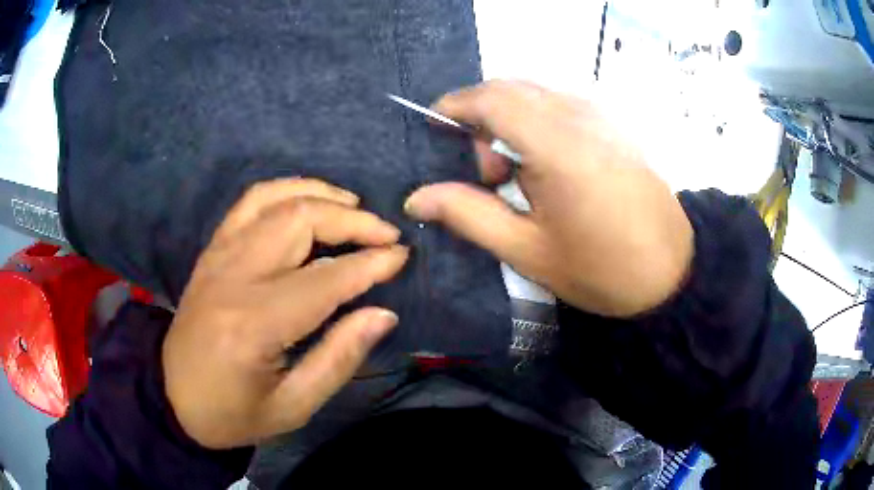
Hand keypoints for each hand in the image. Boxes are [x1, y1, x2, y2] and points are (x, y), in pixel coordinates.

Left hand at [162, 179, 408, 448]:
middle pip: (299, 222)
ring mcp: (218, 256)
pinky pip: (249, 203)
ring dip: (321, 196)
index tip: (402, 257)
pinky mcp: (212, 251)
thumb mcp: (293, 407)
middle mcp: (233, 277)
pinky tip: (308, 200)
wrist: (173, 396)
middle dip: (352, 221)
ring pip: (275, 201)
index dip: (370, 264)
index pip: (324, 279)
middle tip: (386, 235)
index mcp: (254, 325)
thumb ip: (339, 359)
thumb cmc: (233, 413)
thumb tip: (383, 314)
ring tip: (355, 207)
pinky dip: (285, 191)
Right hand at [405, 81, 692, 316]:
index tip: (434, 125)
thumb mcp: (528, 251)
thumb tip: (416, 198)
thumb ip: (469, 215)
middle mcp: (580, 117)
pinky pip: (561, 105)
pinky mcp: (614, 125)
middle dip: (481, 117)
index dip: (455, 105)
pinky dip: (537, 122)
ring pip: (537, 94)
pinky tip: (546, 166)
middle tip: (485, 175)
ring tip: (516, 177)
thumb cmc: (602, 269)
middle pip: (512, 89)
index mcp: (557, 146)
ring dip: (510, 120)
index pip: (492, 98)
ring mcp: (602, 117)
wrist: (673, 272)